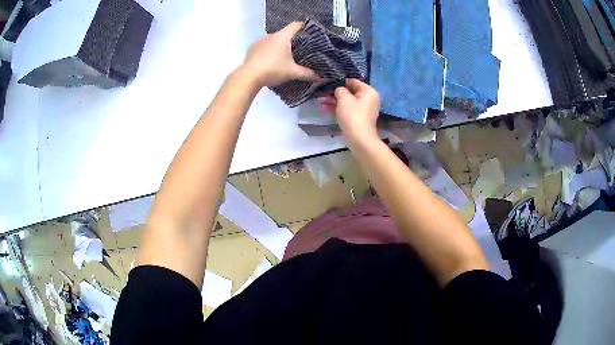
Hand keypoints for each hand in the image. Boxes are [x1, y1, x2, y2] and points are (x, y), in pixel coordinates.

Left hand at [241, 22, 319, 87]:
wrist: (248, 77)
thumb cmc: (273, 69)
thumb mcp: (292, 72)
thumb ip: (307, 74)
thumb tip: (321, 77)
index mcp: (282, 36)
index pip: (295, 25)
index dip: (304, 26)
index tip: (310, 32)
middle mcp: (270, 36)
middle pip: (284, 33)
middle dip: (292, 39)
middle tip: (301, 48)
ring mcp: (259, 42)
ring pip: (273, 40)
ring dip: (280, 46)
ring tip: (286, 56)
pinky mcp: (251, 49)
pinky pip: (264, 47)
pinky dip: (269, 51)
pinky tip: (271, 61)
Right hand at [319, 79, 380, 142]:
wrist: (359, 139)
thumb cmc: (352, 115)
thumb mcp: (344, 98)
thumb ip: (340, 90)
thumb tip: (339, 90)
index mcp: (369, 91)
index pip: (353, 81)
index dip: (340, 82)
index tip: (328, 83)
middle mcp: (369, 99)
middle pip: (350, 92)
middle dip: (335, 93)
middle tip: (322, 94)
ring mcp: (364, 110)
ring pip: (347, 102)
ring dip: (334, 101)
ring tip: (320, 102)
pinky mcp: (359, 119)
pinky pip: (348, 110)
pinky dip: (338, 109)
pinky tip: (325, 109)